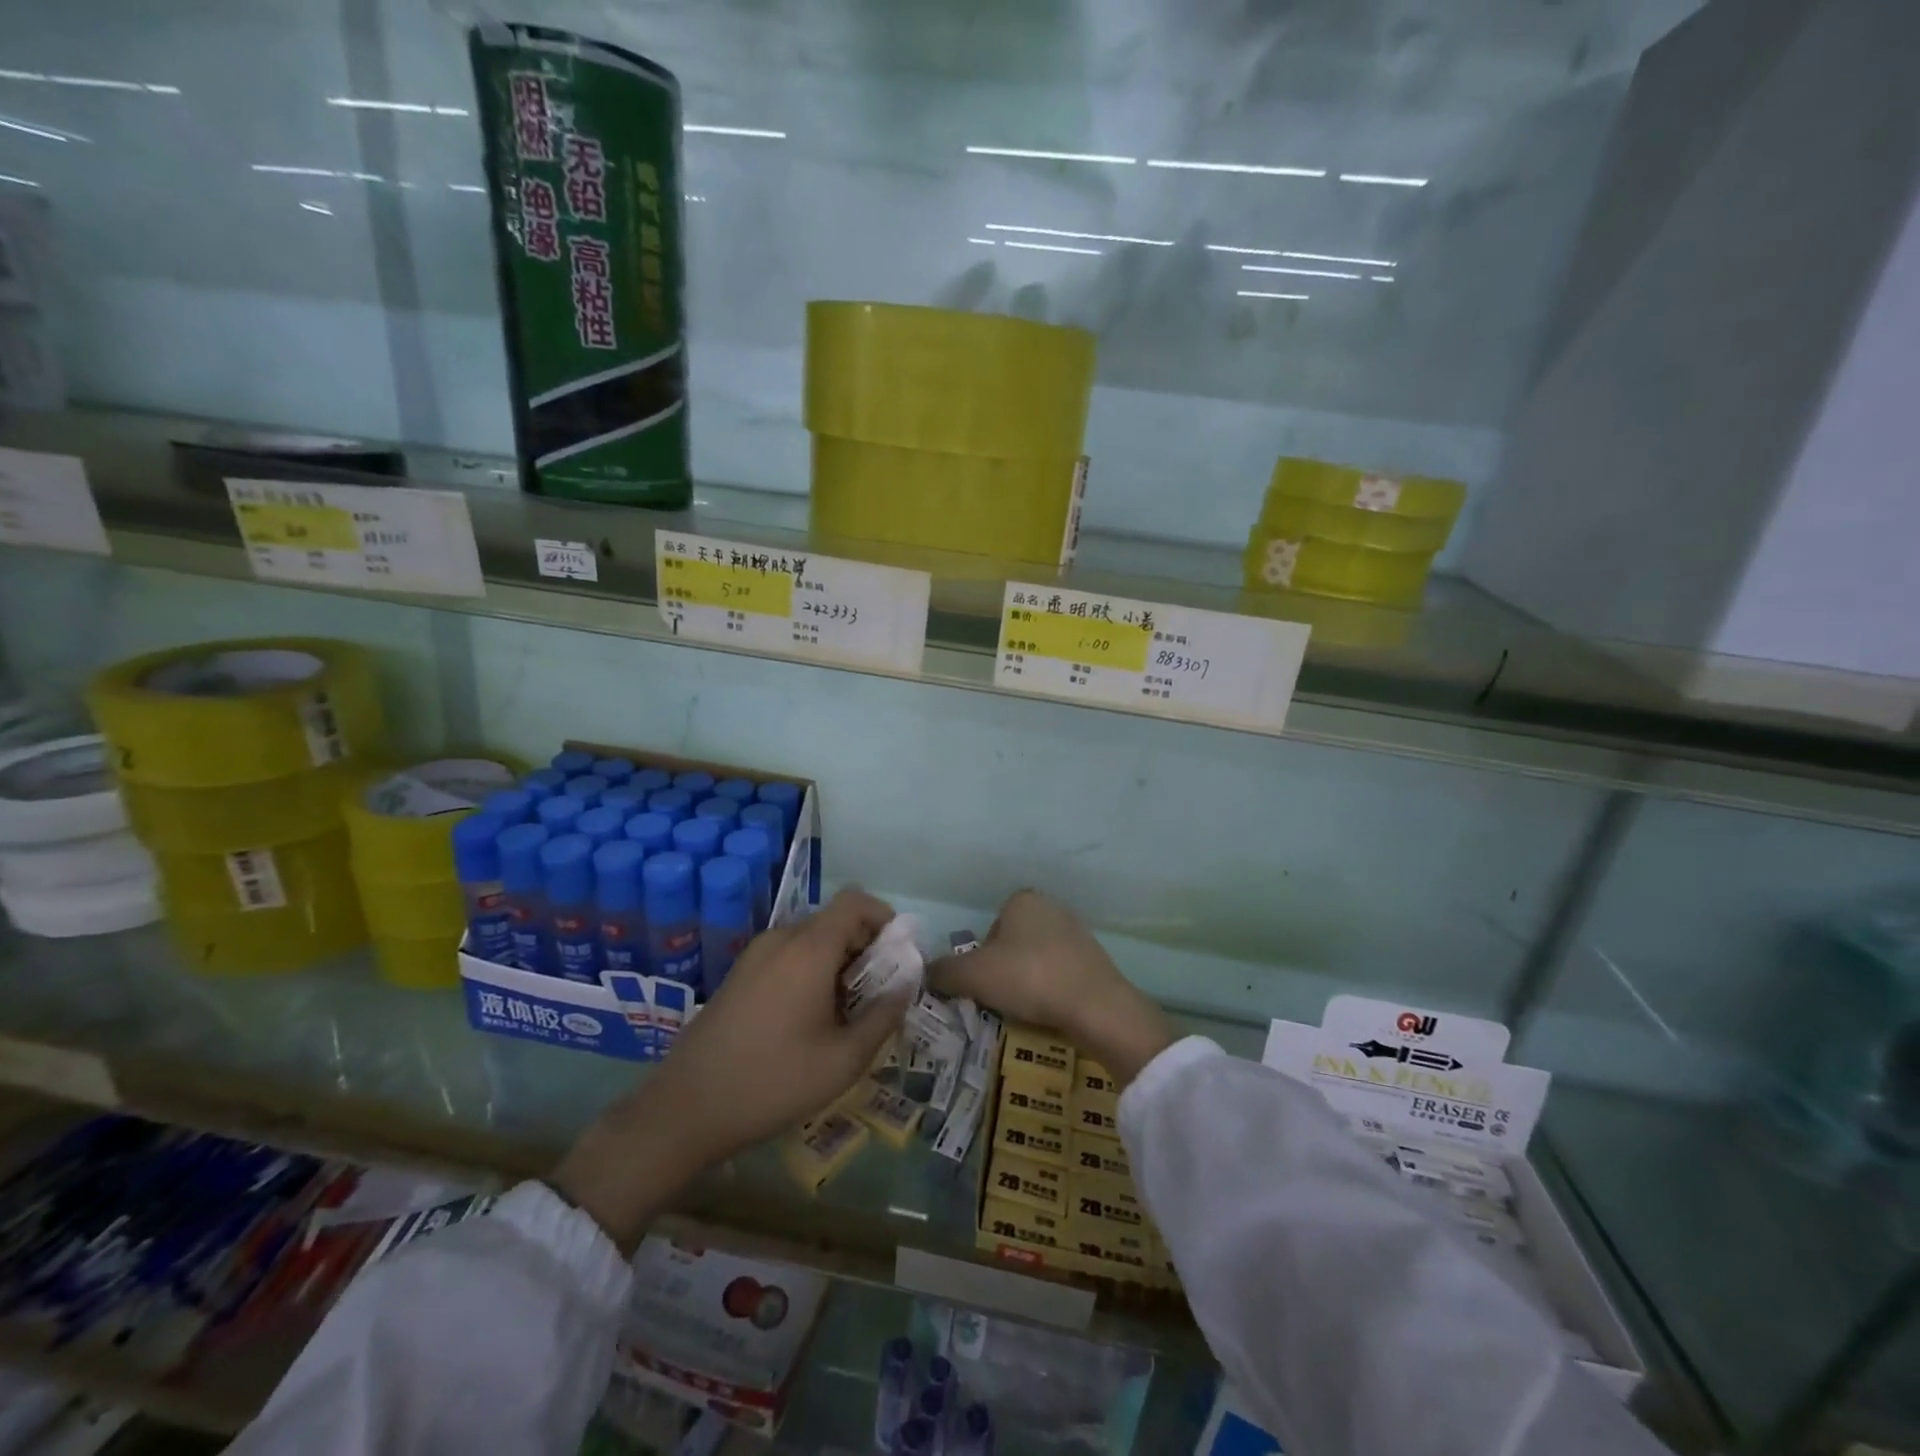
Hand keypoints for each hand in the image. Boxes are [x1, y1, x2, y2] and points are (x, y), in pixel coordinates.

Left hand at [551, 889, 907, 1249]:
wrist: (685, 1109)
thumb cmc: (772, 1082)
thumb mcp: (843, 1060)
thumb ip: (884, 1016)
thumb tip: (907, 984)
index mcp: (808, 948)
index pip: (855, 901)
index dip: (884, 917)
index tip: (898, 955)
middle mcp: (780, 939)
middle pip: (835, 921)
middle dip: (864, 948)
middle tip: (878, 993)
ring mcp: (754, 955)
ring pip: (811, 940)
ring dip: (838, 962)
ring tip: (847, 1012)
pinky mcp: (739, 974)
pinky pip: (787, 955)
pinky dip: (811, 971)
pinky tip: (810, 1019)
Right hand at [928, 890, 1175, 1086]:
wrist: (1095, 1006)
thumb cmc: (1028, 977)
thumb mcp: (973, 975)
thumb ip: (943, 971)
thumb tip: (924, 973)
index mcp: (1022, 900)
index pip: (989, 928)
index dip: (981, 958)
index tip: (984, 983)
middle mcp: (1050, 907)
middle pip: (1011, 944)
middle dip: (1004, 970)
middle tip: (1000, 998)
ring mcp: (1076, 933)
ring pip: (1035, 960)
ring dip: (1027, 982)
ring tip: (1025, 1008)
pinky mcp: (1094, 960)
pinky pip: (1059, 975)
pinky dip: (1050, 991)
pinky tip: (1049, 1010)